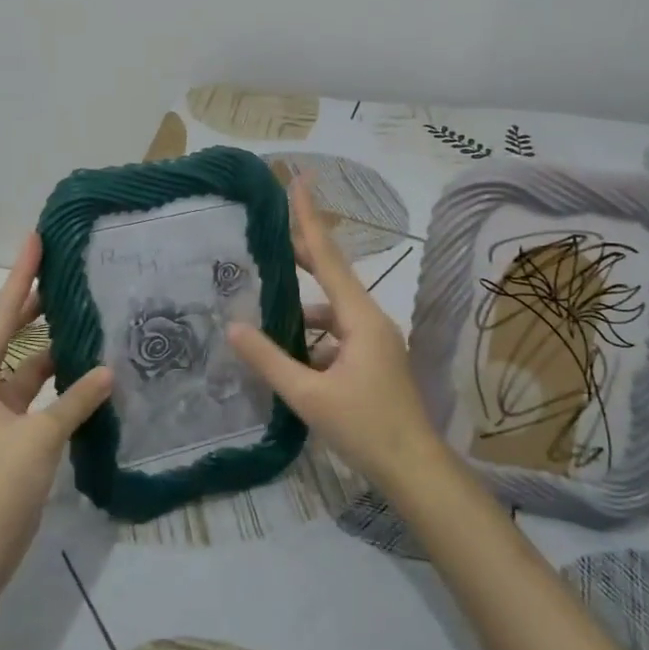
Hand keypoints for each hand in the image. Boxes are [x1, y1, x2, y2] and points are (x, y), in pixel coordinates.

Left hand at [0, 235, 111, 582]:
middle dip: (33, 304)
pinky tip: (87, 373)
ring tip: (85, 318)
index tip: (36, 240)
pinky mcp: (10, 435)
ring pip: (26, 367)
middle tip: (63, 271)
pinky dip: (59, 384)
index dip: (20, 277)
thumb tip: (109, 370)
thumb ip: (76, 400)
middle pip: (9, 334)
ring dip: (53, 348)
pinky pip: (36, 395)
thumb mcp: (40, 436)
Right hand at [227, 180, 446, 492]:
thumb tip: (233, 326)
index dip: (309, 217)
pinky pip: (337, 334)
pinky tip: (287, 354)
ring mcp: (374, 340)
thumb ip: (269, 360)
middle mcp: (371, 319)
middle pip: (331, 274)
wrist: (415, 469)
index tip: (298, 180)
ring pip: (331, 310)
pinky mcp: (372, 360)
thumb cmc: (366, 429)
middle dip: (301, 251)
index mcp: (361, 318)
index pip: (329, 256)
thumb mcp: (309, 396)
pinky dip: (312, 336)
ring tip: (263, 308)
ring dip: (301, 308)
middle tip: (269, 229)